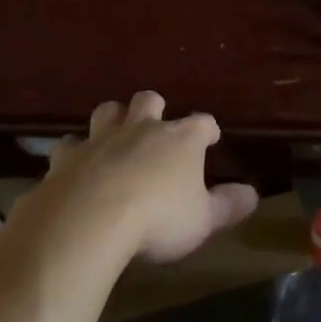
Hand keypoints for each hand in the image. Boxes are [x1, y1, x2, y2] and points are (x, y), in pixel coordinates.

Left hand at [38, 91, 258, 263]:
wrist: (91, 219)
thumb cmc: (158, 218)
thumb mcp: (202, 220)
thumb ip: (227, 206)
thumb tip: (252, 194)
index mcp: (180, 140)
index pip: (202, 123)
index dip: (208, 129)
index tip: (211, 137)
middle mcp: (142, 128)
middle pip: (149, 100)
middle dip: (153, 107)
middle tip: (156, 122)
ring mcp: (102, 138)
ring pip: (107, 111)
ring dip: (112, 118)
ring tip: (114, 133)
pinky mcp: (68, 157)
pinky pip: (69, 145)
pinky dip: (73, 153)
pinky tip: (72, 165)